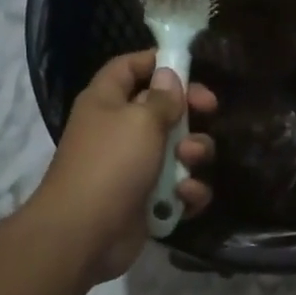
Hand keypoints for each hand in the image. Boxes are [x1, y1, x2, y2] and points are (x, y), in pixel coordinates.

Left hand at [27, 50, 216, 282]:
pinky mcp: (148, 201)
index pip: (128, 67)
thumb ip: (162, 98)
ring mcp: (134, 168)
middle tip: (210, 110)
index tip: (189, 65)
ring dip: (193, 153)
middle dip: (189, 111)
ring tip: (189, 161)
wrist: (84, 233)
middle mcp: (119, 131)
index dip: (156, 61)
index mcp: (107, 102)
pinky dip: (187, 191)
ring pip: (178, 150)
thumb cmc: (110, 164)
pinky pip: (179, 188)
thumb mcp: (140, 120)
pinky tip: (185, 196)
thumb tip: (169, 76)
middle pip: (162, 109)